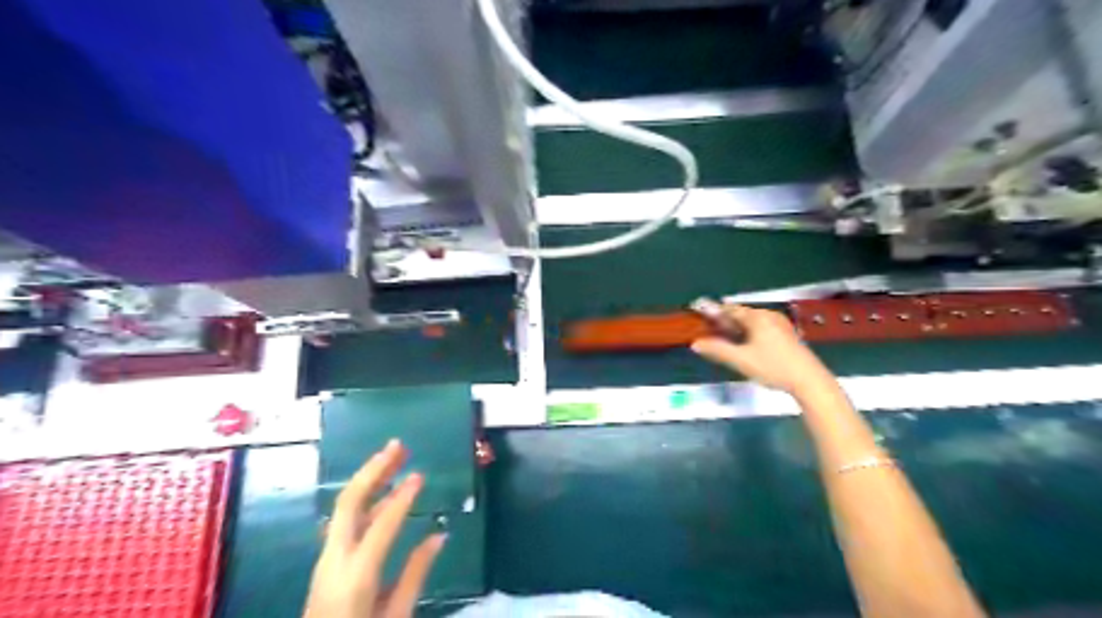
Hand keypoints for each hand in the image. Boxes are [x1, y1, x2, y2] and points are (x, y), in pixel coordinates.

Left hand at [302, 439, 444, 617]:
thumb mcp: (396, 615)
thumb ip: (416, 573)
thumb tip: (440, 535)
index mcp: (357, 574)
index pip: (382, 524)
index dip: (403, 497)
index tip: (420, 475)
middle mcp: (335, 558)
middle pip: (350, 501)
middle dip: (373, 469)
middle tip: (397, 445)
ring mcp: (326, 558)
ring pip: (345, 506)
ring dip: (369, 478)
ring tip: (393, 457)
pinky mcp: (326, 561)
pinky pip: (345, 519)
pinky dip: (365, 498)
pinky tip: (382, 491)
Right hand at [687, 304, 835, 394]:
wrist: (809, 381)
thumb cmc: (773, 367)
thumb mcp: (741, 360)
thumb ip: (717, 350)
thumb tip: (695, 343)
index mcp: (757, 317)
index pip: (730, 309)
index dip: (713, 312)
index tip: (699, 315)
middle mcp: (769, 315)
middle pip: (741, 314)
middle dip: (724, 320)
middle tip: (708, 329)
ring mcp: (780, 324)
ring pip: (752, 322)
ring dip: (736, 327)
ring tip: (723, 337)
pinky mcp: (786, 335)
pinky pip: (761, 327)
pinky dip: (748, 332)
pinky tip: (745, 344)